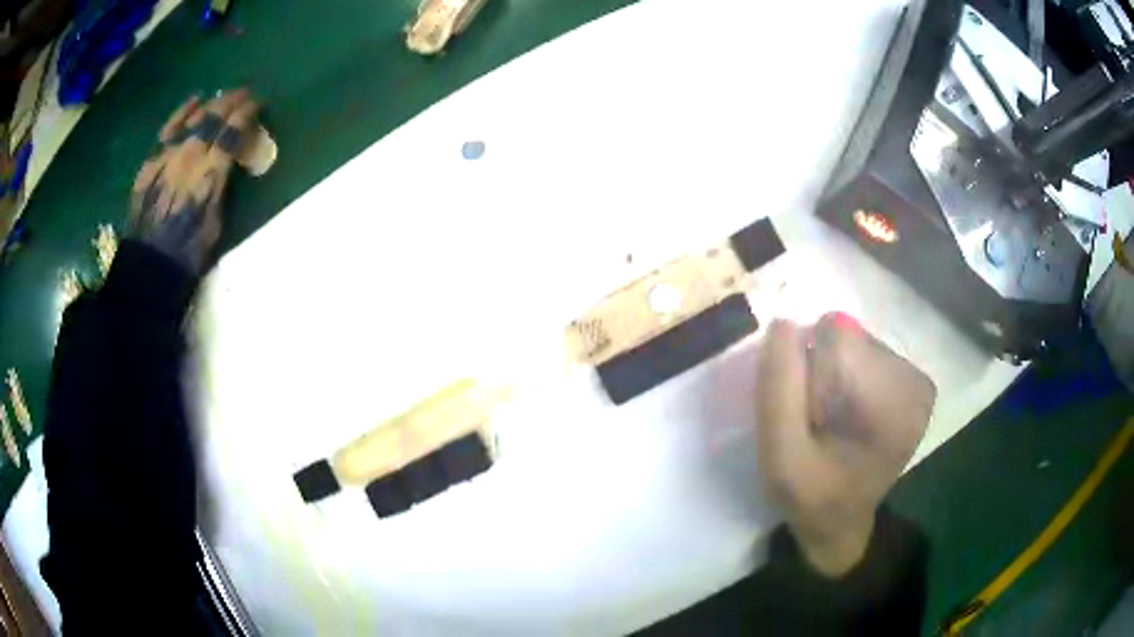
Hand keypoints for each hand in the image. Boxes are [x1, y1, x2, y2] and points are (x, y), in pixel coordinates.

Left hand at [129, 89, 259, 272]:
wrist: (148, 268)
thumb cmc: (188, 254)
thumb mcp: (216, 223)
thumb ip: (222, 186)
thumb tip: (229, 164)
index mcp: (209, 173)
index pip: (232, 131)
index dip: (247, 114)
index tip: (258, 105)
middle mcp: (188, 156)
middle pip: (213, 117)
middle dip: (231, 101)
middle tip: (244, 94)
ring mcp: (166, 157)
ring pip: (192, 118)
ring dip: (210, 103)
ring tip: (222, 95)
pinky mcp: (150, 163)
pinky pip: (168, 130)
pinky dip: (182, 113)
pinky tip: (193, 101)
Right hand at [756, 314, 935, 576]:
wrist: (840, 522)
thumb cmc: (810, 493)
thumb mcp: (779, 455)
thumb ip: (778, 390)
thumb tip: (783, 322)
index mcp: (890, 400)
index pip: (834, 335)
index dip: (807, 367)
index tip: (807, 412)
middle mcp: (914, 381)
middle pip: (848, 335)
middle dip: (822, 371)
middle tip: (819, 420)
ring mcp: (918, 382)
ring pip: (857, 342)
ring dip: (836, 375)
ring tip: (834, 422)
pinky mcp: (915, 386)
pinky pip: (868, 354)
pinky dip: (852, 378)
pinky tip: (851, 416)